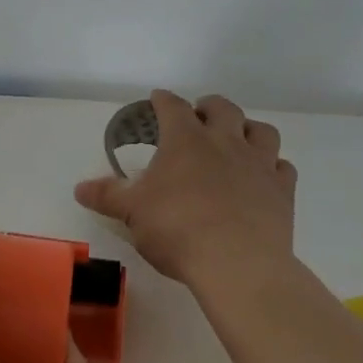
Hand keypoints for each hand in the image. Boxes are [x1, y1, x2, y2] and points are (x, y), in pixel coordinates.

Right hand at [75, 90, 295, 285]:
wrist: (238, 263)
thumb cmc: (177, 229)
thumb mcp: (132, 213)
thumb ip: (107, 196)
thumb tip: (80, 188)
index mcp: (185, 140)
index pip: (173, 107)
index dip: (163, 100)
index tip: (157, 99)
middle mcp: (225, 142)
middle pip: (222, 108)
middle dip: (208, 107)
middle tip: (199, 116)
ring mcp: (259, 164)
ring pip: (261, 130)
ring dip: (248, 129)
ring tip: (237, 139)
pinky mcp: (282, 190)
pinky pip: (283, 167)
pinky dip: (273, 166)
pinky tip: (263, 176)